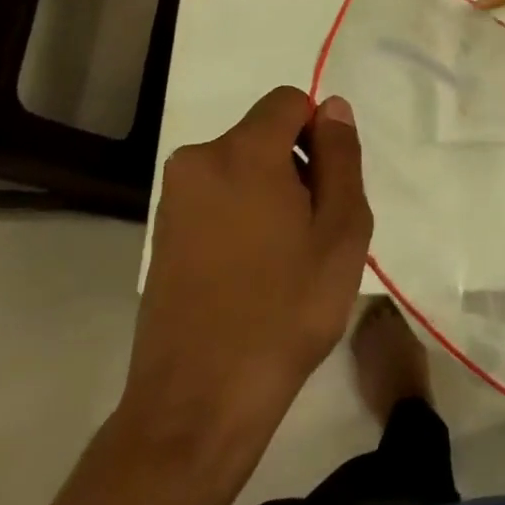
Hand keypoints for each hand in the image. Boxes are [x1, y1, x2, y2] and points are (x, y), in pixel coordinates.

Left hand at [123, 86, 372, 447]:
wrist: (199, 402)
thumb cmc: (286, 309)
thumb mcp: (341, 229)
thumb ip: (341, 157)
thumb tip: (333, 109)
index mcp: (242, 153)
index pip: (290, 102)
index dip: (320, 134)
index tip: (329, 188)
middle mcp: (198, 162)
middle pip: (265, 134)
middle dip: (298, 165)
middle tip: (315, 231)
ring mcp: (174, 200)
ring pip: (243, 168)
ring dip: (272, 193)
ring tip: (286, 258)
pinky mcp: (162, 235)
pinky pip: (218, 198)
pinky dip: (243, 216)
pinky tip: (254, 273)